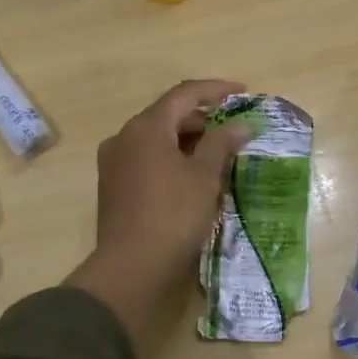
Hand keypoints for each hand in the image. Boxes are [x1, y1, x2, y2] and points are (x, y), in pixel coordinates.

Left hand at [68, 79, 255, 341]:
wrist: (130, 268)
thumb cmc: (173, 215)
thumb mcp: (205, 177)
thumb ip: (222, 144)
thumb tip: (240, 125)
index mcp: (146, 127)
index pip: (184, 94)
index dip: (216, 90)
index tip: (243, 92)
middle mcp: (124, 137)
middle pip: (168, 115)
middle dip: (204, 118)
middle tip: (234, 129)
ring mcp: (115, 162)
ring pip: (157, 138)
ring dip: (188, 140)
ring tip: (219, 154)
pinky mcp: (114, 186)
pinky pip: (147, 159)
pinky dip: (172, 158)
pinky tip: (193, 175)